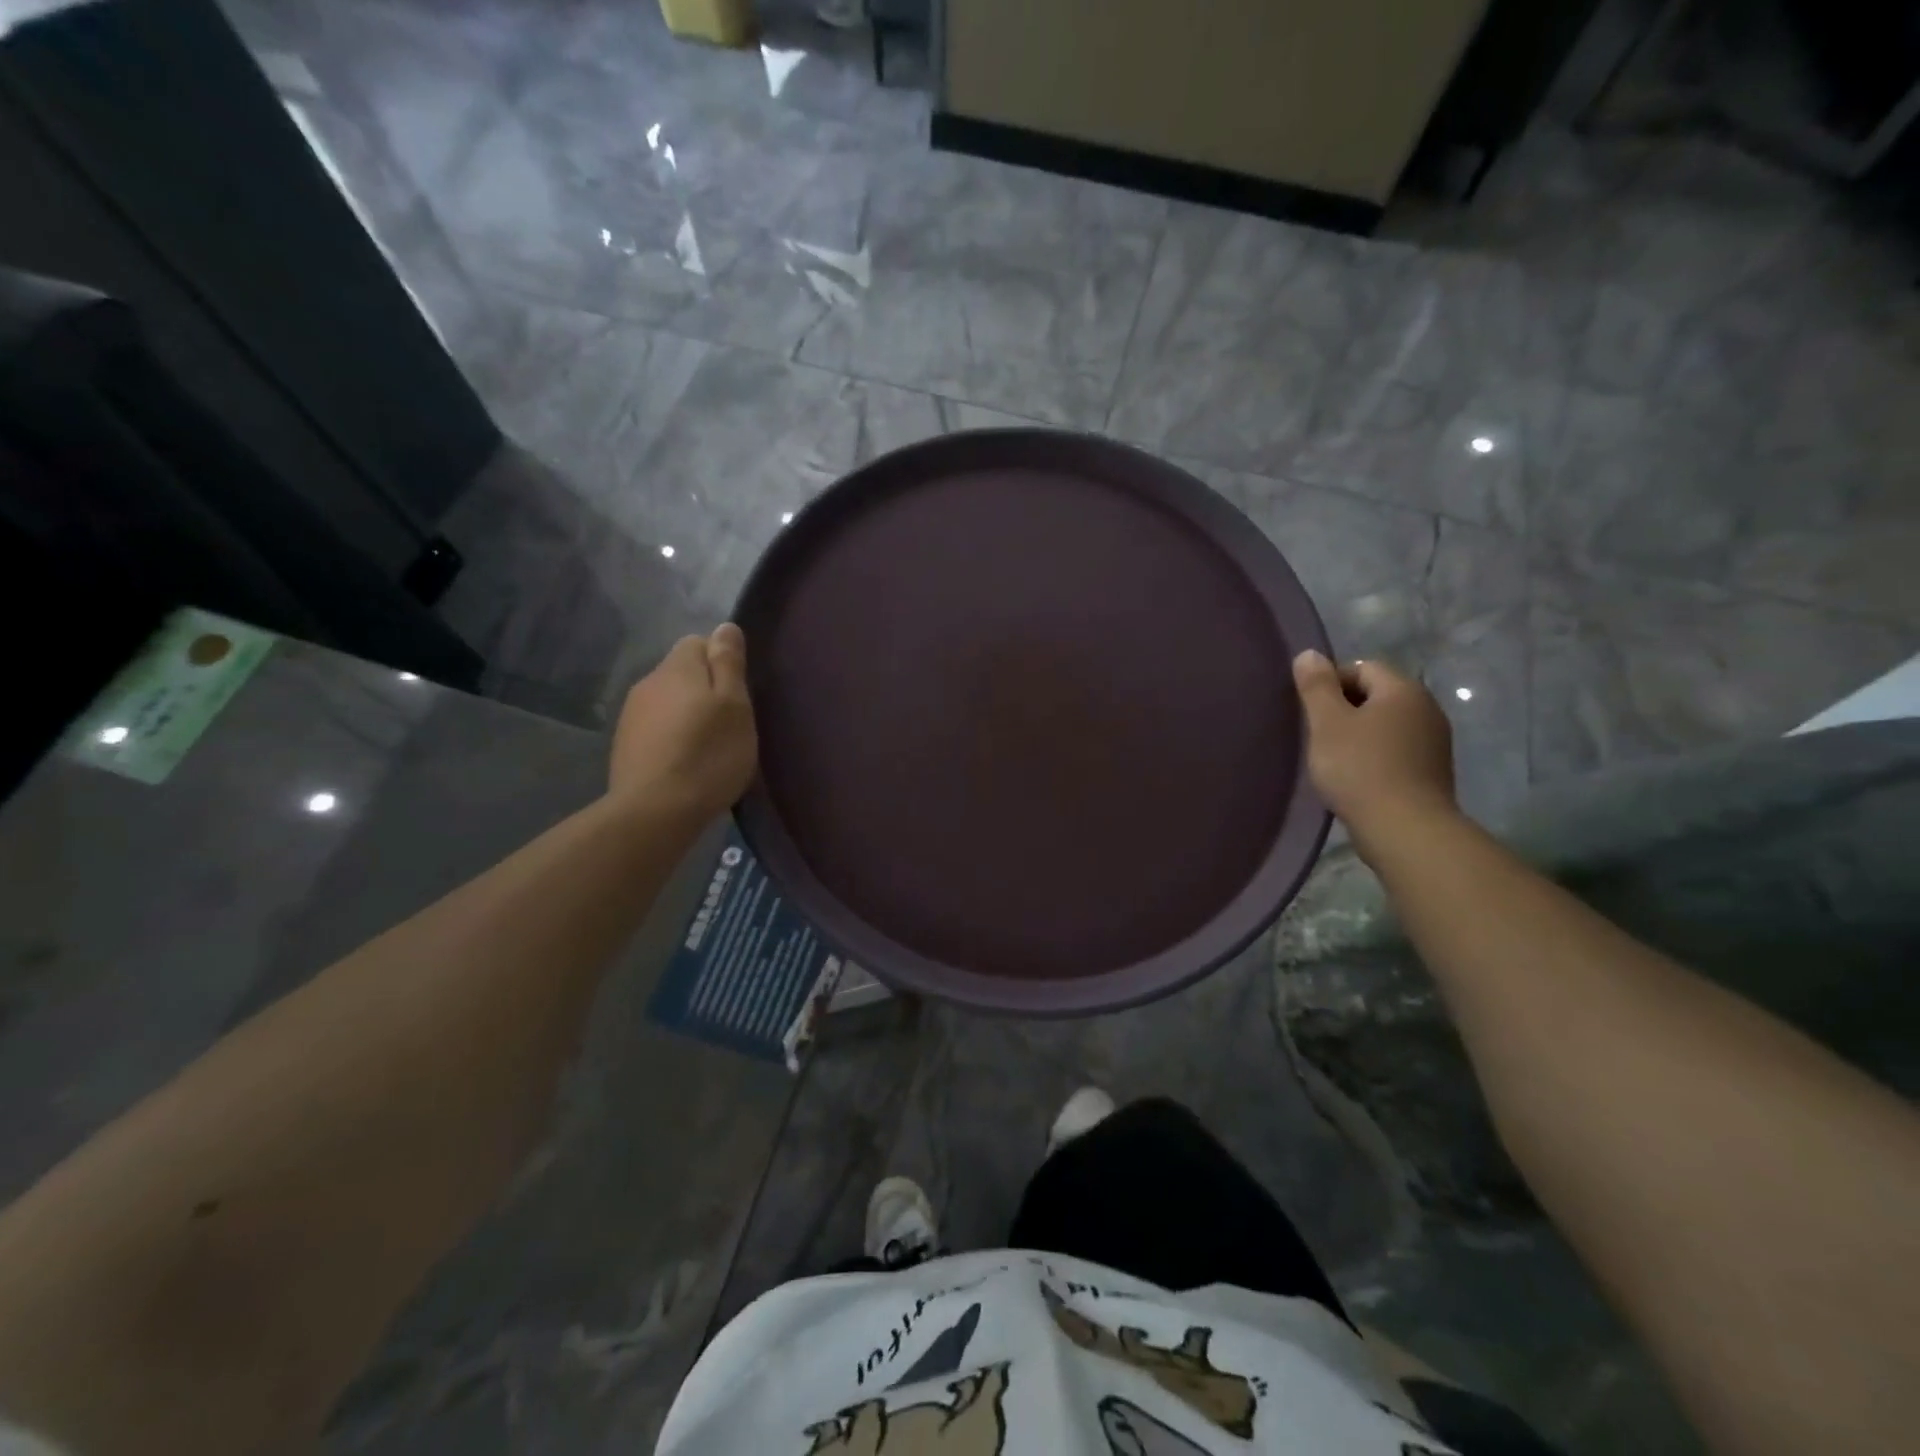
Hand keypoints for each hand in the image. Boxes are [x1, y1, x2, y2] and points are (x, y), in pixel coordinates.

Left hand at [610, 624, 757, 819]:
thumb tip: (724, 626)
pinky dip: (672, 737)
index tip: (737, 693)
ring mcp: (631, 715)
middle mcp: (648, 682)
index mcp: (677, 668)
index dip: (721, 662)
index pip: (698, 642)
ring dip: (687, 714)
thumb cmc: (708, 754)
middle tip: (728, 723)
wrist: (655, 811)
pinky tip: (685, 763)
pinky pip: (655, 728)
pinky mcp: (624, 745)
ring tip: (708, 746)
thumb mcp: (734, 705)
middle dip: (704, 689)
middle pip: (681, 672)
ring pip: (667, 701)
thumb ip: (728, 663)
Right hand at [1292, 650, 1456, 857]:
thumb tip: (1309, 654)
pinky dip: (1375, 757)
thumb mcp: (1327, 723)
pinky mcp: (1433, 771)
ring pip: (1386, 724)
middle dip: (1345, 709)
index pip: (1362, 667)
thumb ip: (1316, 686)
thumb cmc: (1359, 768)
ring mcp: (1434, 741)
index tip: (1310, 711)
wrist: (1405, 829)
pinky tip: (1357, 778)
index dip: (1331, 683)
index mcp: (1403, 690)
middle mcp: (1426, 708)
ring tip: (1334, 759)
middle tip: (1317, 735)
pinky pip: (1396, 750)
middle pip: (1376, 695)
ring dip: (1359, 735)